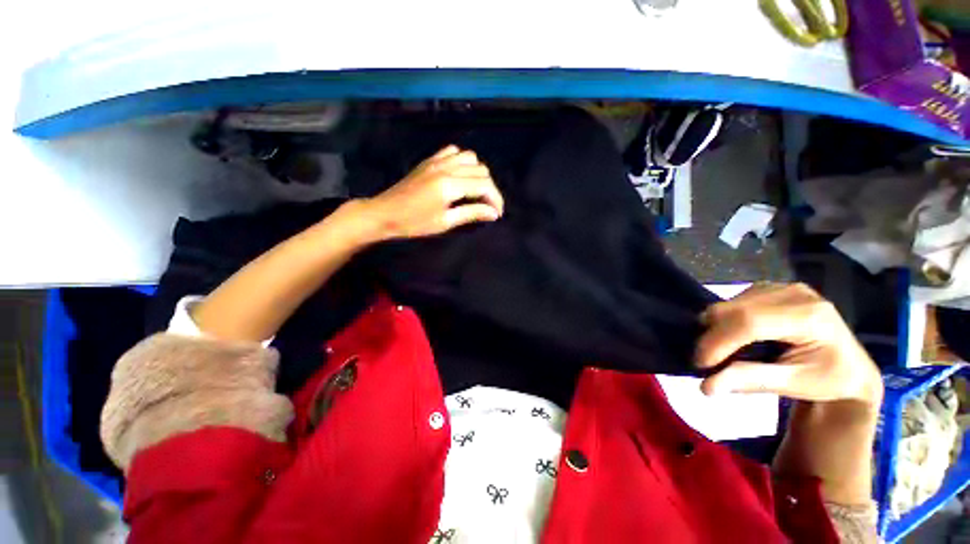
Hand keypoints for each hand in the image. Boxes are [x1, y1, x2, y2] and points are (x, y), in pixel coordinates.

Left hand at [361, 145, 504, 240]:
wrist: (385, 213)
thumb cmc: (414, 223)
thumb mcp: (445, 222)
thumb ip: (471, 213)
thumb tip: (494, 213)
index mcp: (450, 185)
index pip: (484, 185)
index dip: (495, 200)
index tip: (496, 214)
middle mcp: (446, 167)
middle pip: (481, 170)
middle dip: (489, 189)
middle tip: (487, 206)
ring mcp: (437, 161)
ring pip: (470, 157)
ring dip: (478, 173)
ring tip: (475, 191)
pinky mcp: (430, 160)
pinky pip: (453, 152)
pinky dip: (462, 162)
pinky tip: (460, 176)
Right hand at [695, 283, 882, 405]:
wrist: (851, 368)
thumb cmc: (828, 381)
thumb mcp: (795, 385)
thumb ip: (751, 381)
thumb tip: (706, 386)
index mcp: (810, 317)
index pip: (750, 322)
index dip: (719, 342)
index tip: (701, 364)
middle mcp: (795, 294)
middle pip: (734, 309)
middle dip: (713, 336)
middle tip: (709, 361)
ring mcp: (782, 287)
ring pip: (729, 303)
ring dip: (717, 328)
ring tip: (723, 351)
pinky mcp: (771, 288)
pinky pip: (734, 301)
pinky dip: (725, 320)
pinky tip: (735, 335)